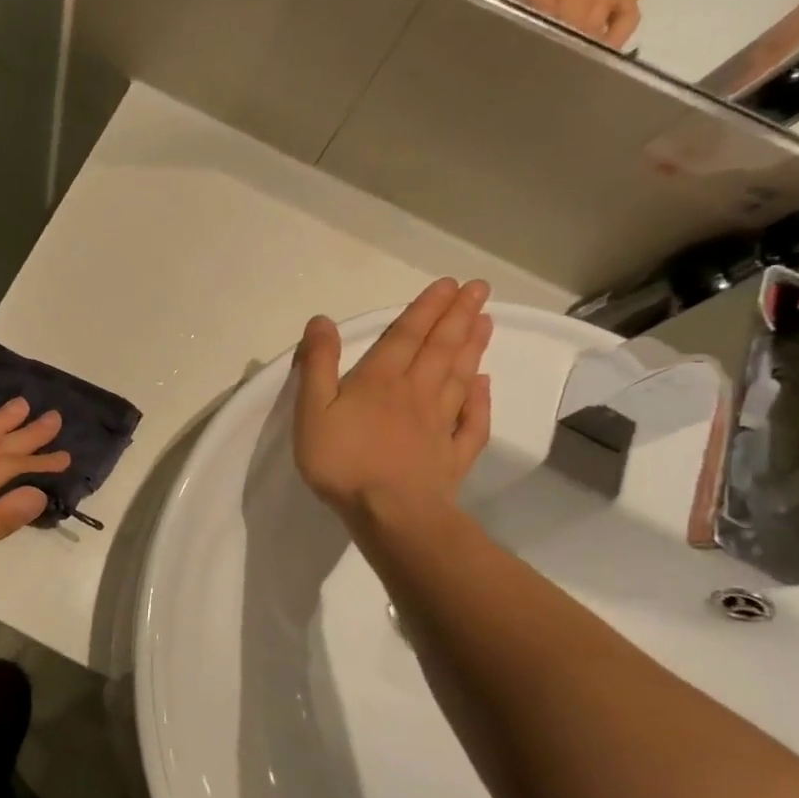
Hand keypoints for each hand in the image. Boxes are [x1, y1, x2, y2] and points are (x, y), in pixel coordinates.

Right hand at [293, 279, 493, 529]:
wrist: (389, 513)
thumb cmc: (342, 461)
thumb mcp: (312, 410)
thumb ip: (318, 365)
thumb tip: (322, 320)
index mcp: (380, 381)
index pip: (406, 336)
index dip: (426, 308)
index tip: (449, 284)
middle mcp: (415, 393)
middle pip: (440, 349)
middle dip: (458, 317)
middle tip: (479, 289)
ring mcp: (439, 425)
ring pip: (460, 377)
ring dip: (472, 347)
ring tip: (486, 321)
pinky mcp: (452, 455)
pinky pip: (471, 421)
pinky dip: (481, 399)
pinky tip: (486, 383)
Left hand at [473, 0, 686, 47]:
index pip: (524, 25)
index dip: (511, 41)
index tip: (499, 50)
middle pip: (553, 39)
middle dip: (538, 54)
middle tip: (523, 64)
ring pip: (583, 39)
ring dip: (569, 53)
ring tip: (552, 66)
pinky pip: (621, 28)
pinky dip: (608, 44)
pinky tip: (593, 49)